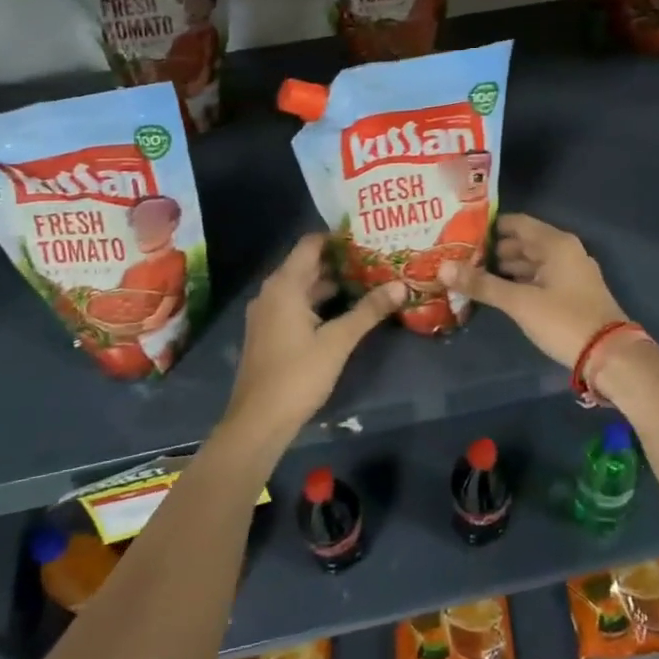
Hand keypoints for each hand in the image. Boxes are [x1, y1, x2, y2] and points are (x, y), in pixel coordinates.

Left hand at [224, 235, 404, 443]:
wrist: (258, 422)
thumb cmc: (298, 375)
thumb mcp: (338, 341)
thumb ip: (369, 311)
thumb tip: (401, 285)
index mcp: (284, 285)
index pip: (310, 244)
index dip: (338, 237)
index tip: (367, 237)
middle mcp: (271, 292)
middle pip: (307, 264)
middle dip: (340, 260)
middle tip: (375, 258)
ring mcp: (267, 313)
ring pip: (302, 286)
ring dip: (331, 283)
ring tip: (367, 281)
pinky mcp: (268, 332)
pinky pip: (295, 304)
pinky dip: (318, 301)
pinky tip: (344, 310)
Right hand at [441, 213, 627, 367]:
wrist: (610, 356)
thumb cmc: (564, 320)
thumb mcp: (520, 303)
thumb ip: (482, 284)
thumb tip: (443, 268)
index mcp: (556, 244)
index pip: (516, 223)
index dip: (489, 227)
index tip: (460, 232)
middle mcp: (565, 251)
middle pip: (523, 242)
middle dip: (493, 249)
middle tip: (459, 256)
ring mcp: (570, 273)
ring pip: (532, 262)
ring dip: (505, 268)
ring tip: (472, 274)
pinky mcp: (571, 294)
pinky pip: (539, 278)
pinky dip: (519, 282)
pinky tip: (498, 292)